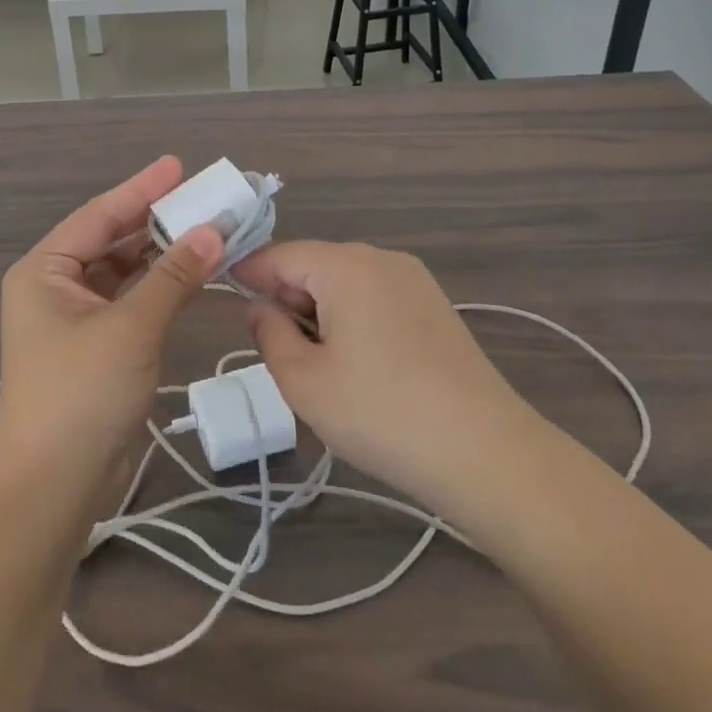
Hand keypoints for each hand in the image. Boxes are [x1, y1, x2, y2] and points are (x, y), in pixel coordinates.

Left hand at [0, 157, 224, 509]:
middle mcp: (53, 286)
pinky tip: (190, 273)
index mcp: (44, 270)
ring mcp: (72, 318)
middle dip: (154, 220)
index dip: (141, 189)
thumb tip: (214, 231)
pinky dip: (157, 287)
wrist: (52, 488)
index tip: (177, 166)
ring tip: (204, 229)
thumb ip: (173, 276)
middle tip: (200, 197)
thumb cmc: (81, 394)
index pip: (99, 215)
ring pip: (122, 271)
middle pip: (110, 240)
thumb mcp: (131, 328)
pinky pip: (128, 300)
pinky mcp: (93, 346)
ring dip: (160, 254)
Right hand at [233, 241, 548, 527]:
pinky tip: (359, 368)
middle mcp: (381, 259)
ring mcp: (414, 282)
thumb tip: (259, 307)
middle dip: (288, 300)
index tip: (223, 294)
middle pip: (314, 266)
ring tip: (319, 367)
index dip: (248, 274)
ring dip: (320, 314)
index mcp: (345, 265)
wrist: (488, 456)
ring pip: (345, 284)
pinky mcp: (435, 308)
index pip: (280, 255)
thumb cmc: (382, 414)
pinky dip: (353, 321)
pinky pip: (375, 299)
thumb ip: (269, 334)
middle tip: (276, 351)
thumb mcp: (304, 381)